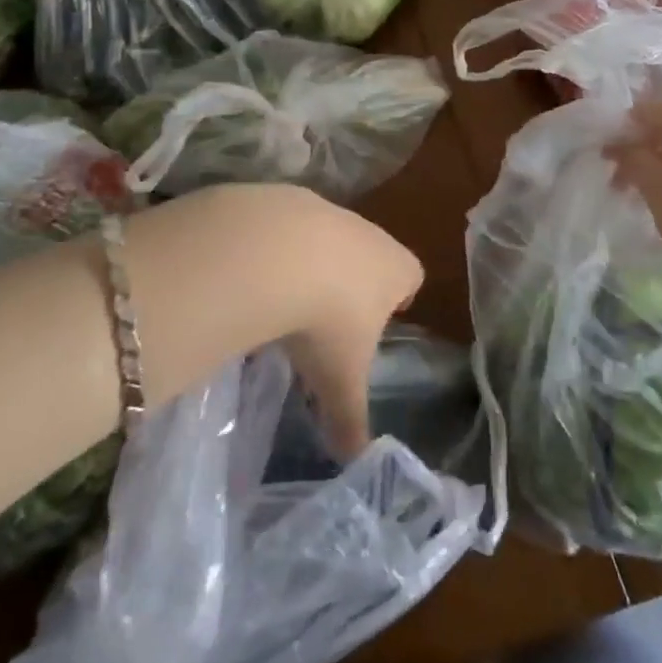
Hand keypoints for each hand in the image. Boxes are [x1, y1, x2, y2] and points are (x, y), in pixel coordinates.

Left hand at [127, 184, 420, 458]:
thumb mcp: (339, 380)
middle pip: (369, 254)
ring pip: (325, 237)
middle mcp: (366, 232)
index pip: (411, 278)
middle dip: (352, 283)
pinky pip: (282, 226)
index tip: (377, 323)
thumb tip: (355, 464)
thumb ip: (350, 420)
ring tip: (282, 300)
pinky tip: (250, 275)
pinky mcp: (281, 198)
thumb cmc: (326, 320)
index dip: (398, 299)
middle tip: (327, 321)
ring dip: (309, 262)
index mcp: (394, 269)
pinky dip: (271, 248)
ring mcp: (324, 210)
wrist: (272, 252)